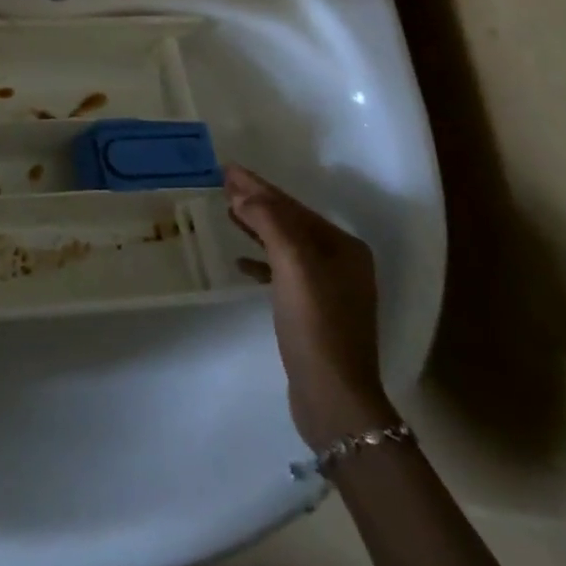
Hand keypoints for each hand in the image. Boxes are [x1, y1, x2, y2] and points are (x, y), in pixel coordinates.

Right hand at [225, 163, 397, 449]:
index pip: (292, 206)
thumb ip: (268, 221)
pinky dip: (261, 261)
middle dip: (257, 201)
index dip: (258, 186)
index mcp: (343, 247)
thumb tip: (242, 192)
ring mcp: (328, 288)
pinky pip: (282, 271)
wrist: (333, 397)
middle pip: (290, 221)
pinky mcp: (313, 312)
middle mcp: (341, 262)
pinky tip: (240, 262)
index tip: (228, 169)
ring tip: (227, 209)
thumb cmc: (315, 322)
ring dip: (256, 226)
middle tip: (223, 181)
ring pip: (284, 244)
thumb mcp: (292, 263)